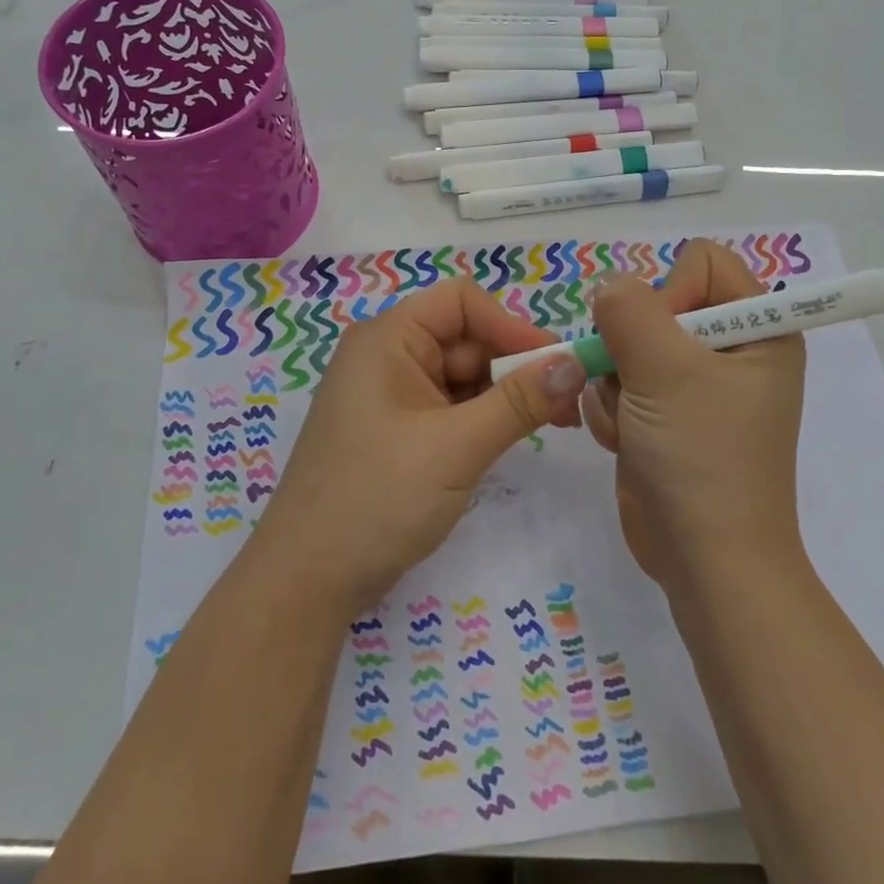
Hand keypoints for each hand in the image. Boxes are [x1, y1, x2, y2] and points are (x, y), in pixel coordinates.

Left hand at [256, 279, 587, 608]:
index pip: (461, 302)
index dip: (511, 326)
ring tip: (553, 425)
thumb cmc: (376, 499)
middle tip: (569, 406)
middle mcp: (387, 356)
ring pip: (463, 376)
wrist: (307, 581)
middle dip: (517, 367)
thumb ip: (519, 401)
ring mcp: (391, 396)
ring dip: (506, 396)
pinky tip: (512, 440)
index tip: (557, 364)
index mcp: (388, 339)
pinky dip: (484, 418)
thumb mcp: (456, 447)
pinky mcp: (397, 431)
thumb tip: (576, 363)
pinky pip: (450, 407)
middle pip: (466, 339)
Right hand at [582, 240, 806, 589]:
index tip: (662, 343)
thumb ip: (629, 310)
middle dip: (632, 348)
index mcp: (758, 328)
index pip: (702, 263)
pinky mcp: (665, 416)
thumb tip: (609, 287)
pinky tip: (626, 442)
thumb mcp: (665, 371)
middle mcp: (729, 350)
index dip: (672, 293)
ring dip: (617, 385)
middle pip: (656, 305)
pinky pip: (619, 383)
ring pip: (627, 346)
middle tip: (639, 388)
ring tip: (636, 425)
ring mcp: (694, 386)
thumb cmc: (701, 458)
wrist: (704, 561)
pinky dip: (613, 411)